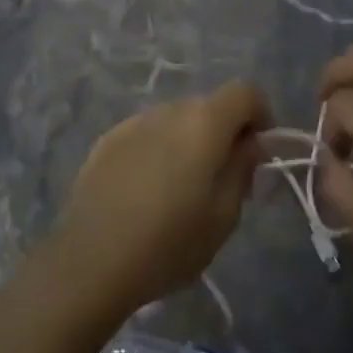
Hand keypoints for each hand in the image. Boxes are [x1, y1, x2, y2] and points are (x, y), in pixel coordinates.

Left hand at [48, 82, 268, 319]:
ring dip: (188, 142)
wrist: (91, 260)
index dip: (260, 115)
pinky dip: (157, 151)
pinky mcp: (108, 139)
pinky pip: (147, 134)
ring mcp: (135, 121)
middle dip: (224, 133)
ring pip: (176, 120)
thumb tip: (249, 143)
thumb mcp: (224, 216)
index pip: (245, 92)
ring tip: (180, 190)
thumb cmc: (169, 243)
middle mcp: (170, 110)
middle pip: (209, 106)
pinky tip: (146, 192)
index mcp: (204, 122)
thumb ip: (243, 169)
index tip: (258, 152)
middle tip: (223, 180)